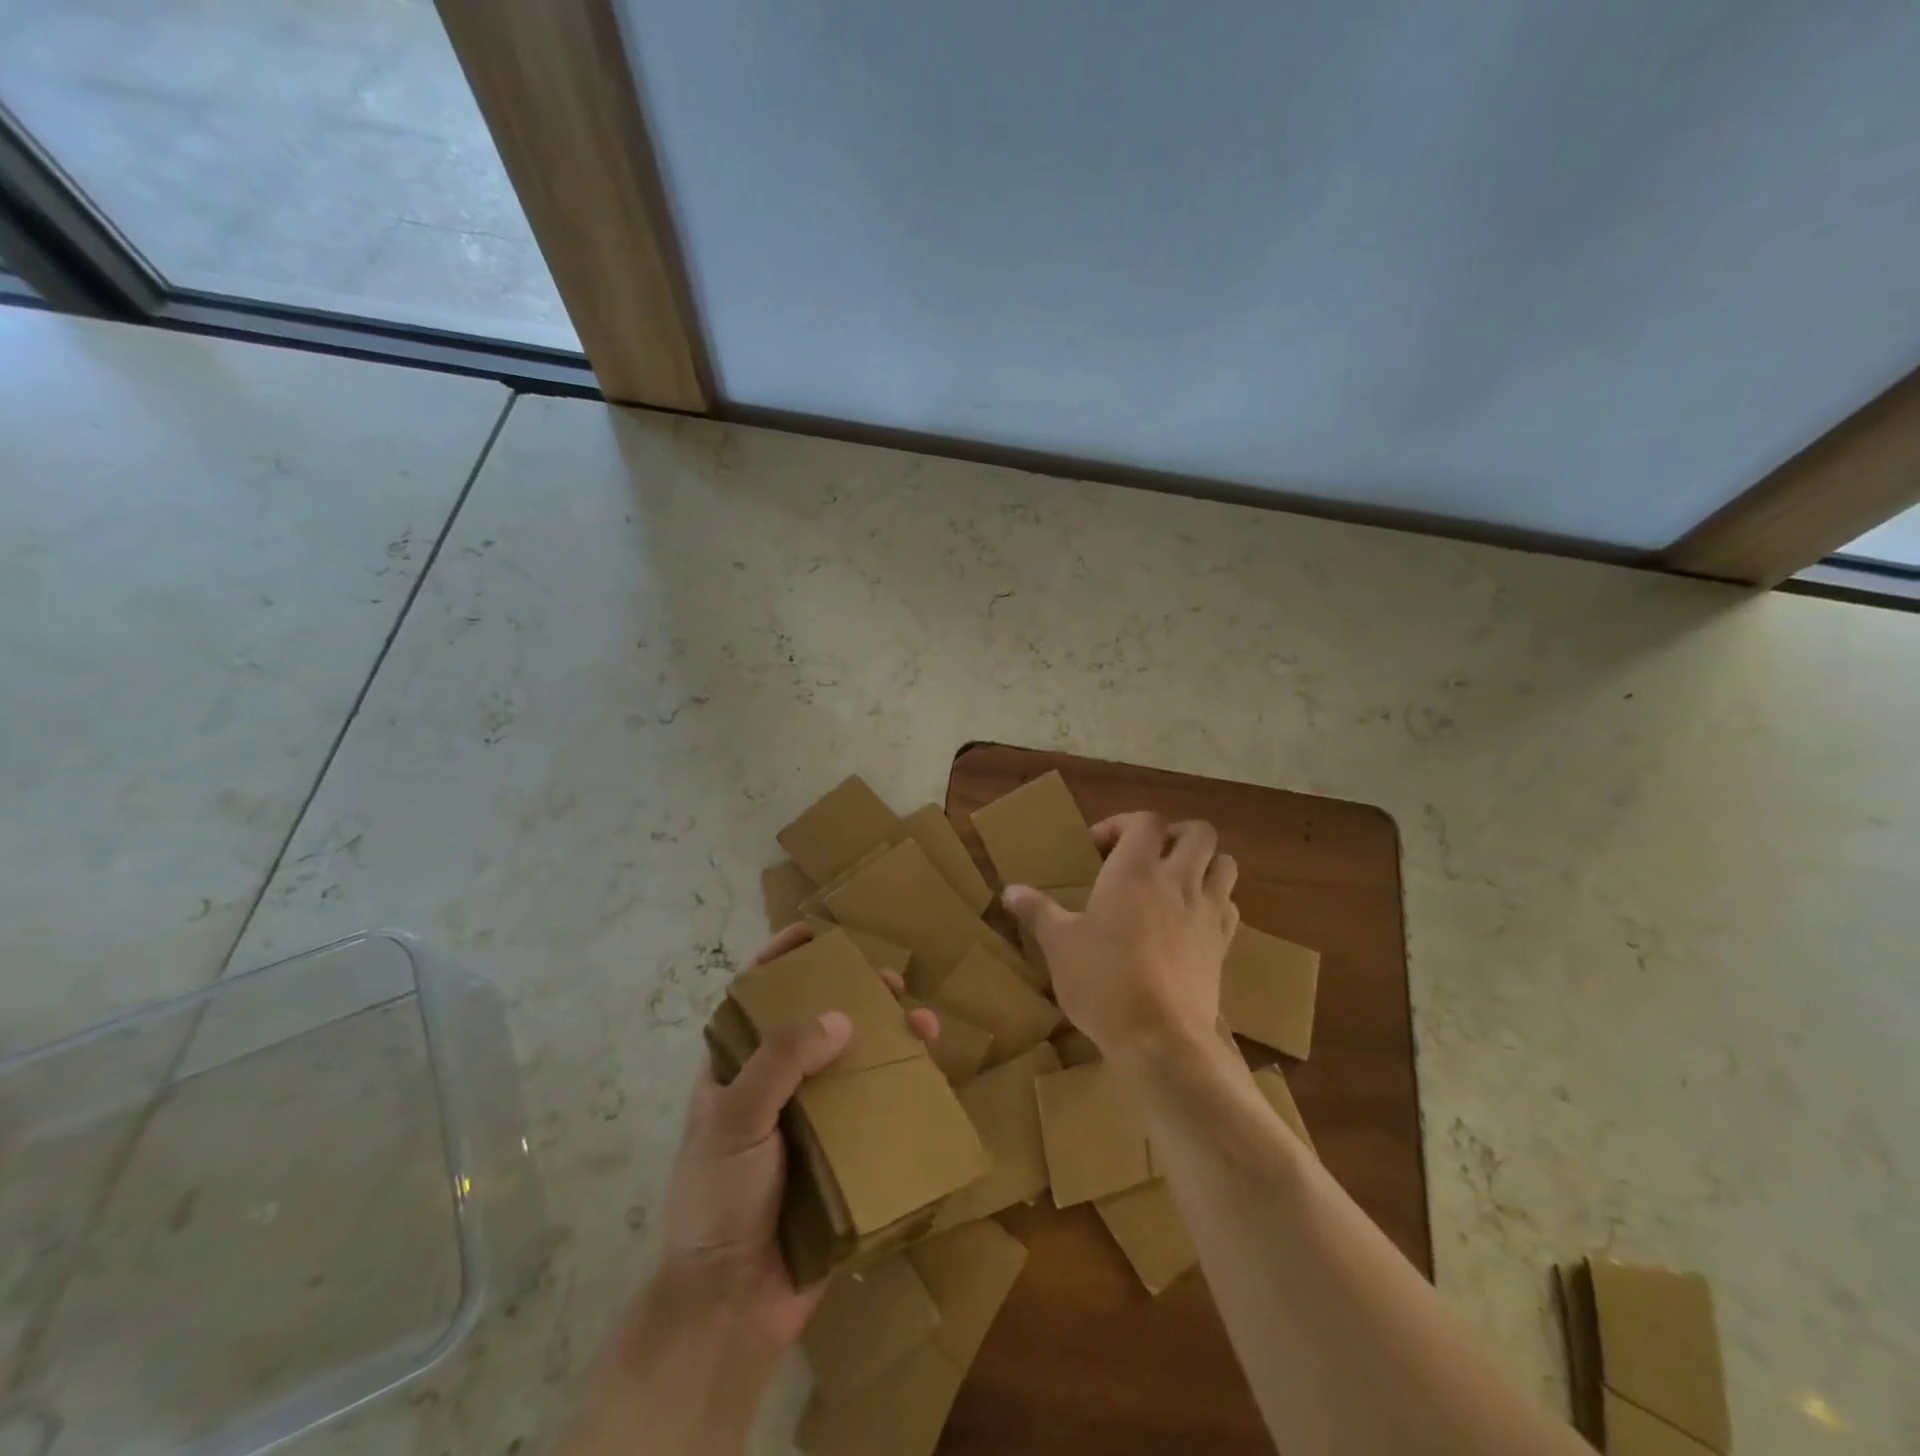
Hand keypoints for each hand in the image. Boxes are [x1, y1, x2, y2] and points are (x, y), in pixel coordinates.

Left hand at [658, 922, 937, 1347]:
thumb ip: (781, 1061)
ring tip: (924, 1024)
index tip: (813, 932)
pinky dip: (903, 1090)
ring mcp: (811, 1123)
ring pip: (855, 1064)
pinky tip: (930, 1077)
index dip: (780, 960)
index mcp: (735, 1071)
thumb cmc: (717, 1202)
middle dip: (853, 994)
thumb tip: (842, 1017)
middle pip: (816, 1024)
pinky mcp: (843, 1157)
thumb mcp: (735, 1120)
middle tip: (889, 981)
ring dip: (890, 1039)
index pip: (755, 999)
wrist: (731, 1308)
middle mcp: (774, 1088)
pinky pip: (876, 1112)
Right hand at [1003, 812, 1237, 1060]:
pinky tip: (1191, 921)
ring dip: (1204, 863)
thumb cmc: (1103, 981)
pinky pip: (1230, 906)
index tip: (1099, 850)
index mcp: (1134, 870)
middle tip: (1147, 857)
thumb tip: (1010, 891)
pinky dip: (1215, 902)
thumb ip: (1037, 911)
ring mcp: (1206, 911)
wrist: (1159, 1037)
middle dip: (1175, 835)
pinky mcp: (1223, 944)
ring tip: (1176, 882)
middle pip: (1198, 832)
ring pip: (1225, 863)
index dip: (1122, 825)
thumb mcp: (1059, 944)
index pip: (1144, 821)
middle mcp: (1177, 880)